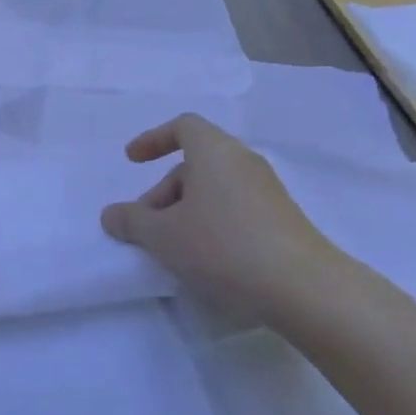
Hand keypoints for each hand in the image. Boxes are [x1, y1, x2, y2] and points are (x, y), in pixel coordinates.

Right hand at [101, 115, 359, 326]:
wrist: (304, 288)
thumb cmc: (223, 247)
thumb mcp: (163, 236)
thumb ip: (132, 222)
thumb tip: (111, 215)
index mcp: (214, 152)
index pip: (183, 126)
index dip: (153, 139)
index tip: (132, 161)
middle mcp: (243, 162)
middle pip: (195, 163)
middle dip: (163, 191)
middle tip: (145, 226)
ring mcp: (267, 191)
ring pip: (215, 189)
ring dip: (186, 211)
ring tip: (172, 248)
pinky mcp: (282, 220)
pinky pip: (235, 208)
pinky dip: (211, 223)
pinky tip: (205, 260)